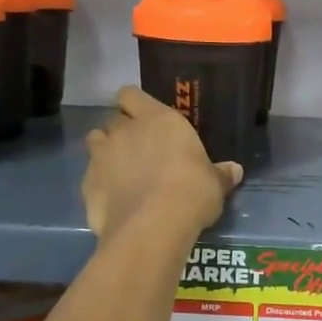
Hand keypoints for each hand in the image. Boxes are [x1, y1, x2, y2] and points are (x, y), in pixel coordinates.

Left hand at [83, 87, 241, 240]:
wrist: (153, 226)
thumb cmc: (192, 192)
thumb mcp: (215, 184)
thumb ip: (220, 174)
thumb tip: (234, 170)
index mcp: (158, 119)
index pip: (131, 94)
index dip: (135, 105)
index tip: (146, 119)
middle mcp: (126, 130)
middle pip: (114, 118)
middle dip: (123, 130)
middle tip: (139, 150)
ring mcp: (102, 156)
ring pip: (95, 141)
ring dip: (106, 151)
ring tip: (122, 171)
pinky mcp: (87, 183)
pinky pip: (90, 175)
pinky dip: (99, 183)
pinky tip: (114, 199)